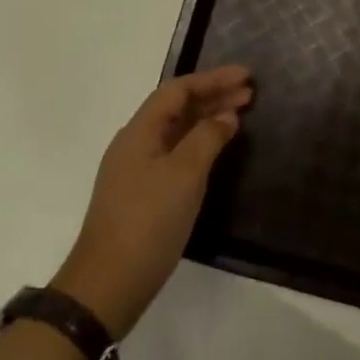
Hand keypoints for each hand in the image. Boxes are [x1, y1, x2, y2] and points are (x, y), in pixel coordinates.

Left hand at [53, 66, 252, 338]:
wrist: (109, 283)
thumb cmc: (148, 221)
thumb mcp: (184, 175)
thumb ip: (208, 138)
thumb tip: (226, 116)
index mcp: (139, 131)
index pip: (177, 90)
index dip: (212, 79)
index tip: (247, 77)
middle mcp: (135, 143)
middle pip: (176, 108)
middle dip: (213, 97)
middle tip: (250, 94)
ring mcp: (137, 170)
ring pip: (176, 131)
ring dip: (207, 119)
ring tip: (240, 116)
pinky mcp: (143, 194)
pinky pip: (175, 154)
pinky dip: (199, 144)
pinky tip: (217, 151)